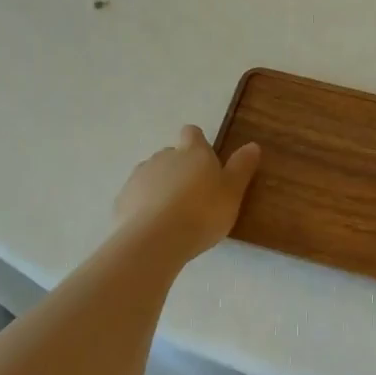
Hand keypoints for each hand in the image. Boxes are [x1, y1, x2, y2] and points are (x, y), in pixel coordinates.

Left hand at [112, 125, 260, 263]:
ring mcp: (139, 177)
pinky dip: (144, 206)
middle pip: (172, 154)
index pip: (192, 133)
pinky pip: (137, 197)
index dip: (197, 142)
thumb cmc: (201, 213)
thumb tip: (252, 145)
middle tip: (194, 194)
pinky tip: (154, 226)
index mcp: (192, 152)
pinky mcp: (122, 199)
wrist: (153, 241)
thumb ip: (241, 168)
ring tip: (173, 214)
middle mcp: (164, 156)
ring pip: (152, 175)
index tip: (204, 159)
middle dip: (180, 169)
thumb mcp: (232, 192)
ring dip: (161, 187)